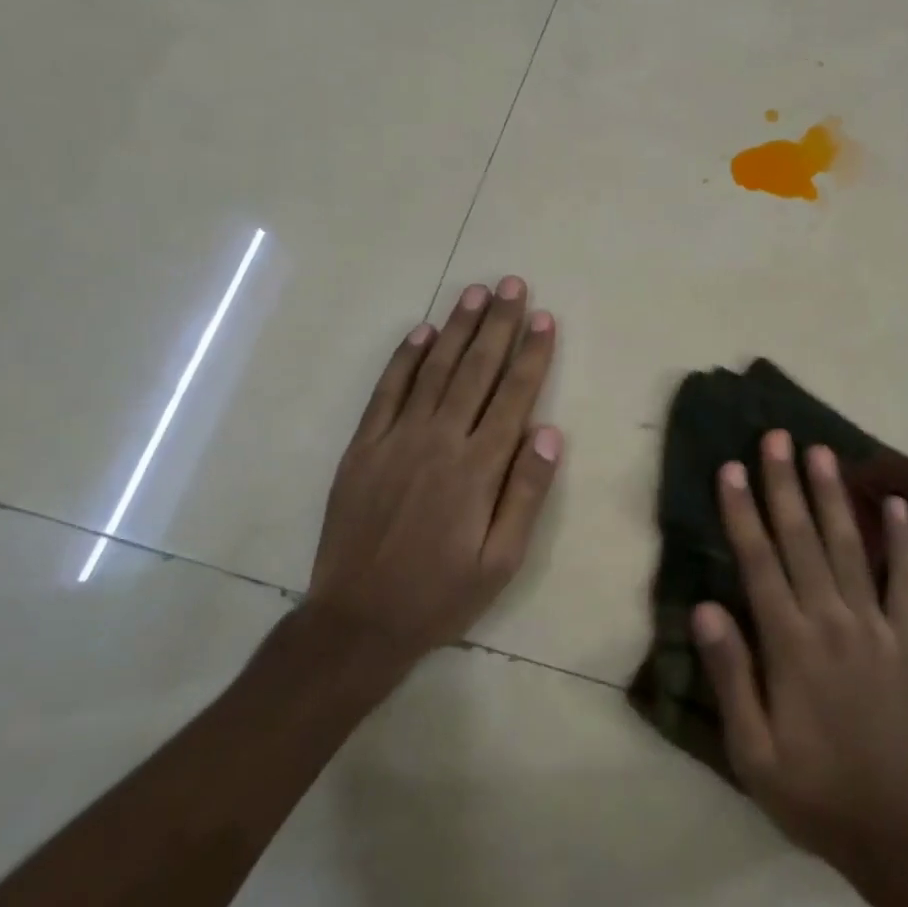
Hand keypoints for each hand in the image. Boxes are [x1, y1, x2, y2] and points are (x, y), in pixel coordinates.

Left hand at [305, 277, 561, 680]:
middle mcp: (439, 441)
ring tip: (475, 293)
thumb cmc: (441, 594)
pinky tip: (422, 333)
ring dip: (457, 328)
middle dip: (498, 324)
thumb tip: (549, 433)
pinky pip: (386, 392)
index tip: (545, 319)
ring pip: (434, 370)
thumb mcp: (502, 560)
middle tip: (513, 285)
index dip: (532, 355)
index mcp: (478, 468)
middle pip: (476, 370)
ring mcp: (396, 439)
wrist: (358, 622)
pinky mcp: (363, 447)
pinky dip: (404, 359)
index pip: (514, 396)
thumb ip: (526, 493)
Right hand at [692, 431, 907, 875]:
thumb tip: (704, 608)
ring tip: (821, 452)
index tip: (731, 468)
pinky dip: (905, 540)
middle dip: (785, 484)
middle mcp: (833, 620)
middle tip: (776, 437)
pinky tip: (899, 504)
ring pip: (849, 546)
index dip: (742, 511)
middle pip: (802, 539)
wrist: (899, 831)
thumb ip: (731, 676)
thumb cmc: (814, 791)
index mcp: (790, 645)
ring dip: (833, 496)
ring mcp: (878, 625)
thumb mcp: (753, 751)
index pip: (759, 562)